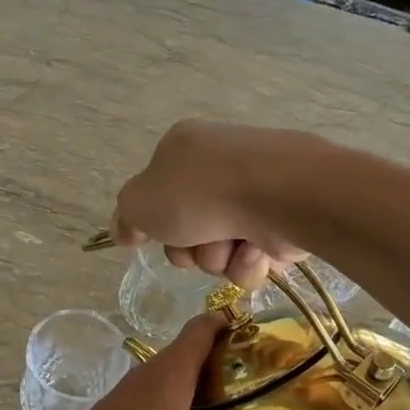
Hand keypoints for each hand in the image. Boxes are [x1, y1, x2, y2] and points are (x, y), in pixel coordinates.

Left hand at [29, 314, 332, 409]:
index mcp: (167, 373)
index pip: (206, 327)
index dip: (240, 324)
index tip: (279, 338)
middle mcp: (146, 381)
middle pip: (196, 360)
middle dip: (236, 369)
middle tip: (280, 390)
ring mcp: (128, 409)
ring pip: (179, 392)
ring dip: (212, 401)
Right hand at [110, 120, 309, 287]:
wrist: (277, 194)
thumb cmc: (199, 192)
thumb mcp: (139, 202)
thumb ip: (125, 217)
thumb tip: (125, 231)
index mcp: (183, 149)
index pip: (157, 195)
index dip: (155, 224)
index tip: (156, 237)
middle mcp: (220, 166)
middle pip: (188, 229)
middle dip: (189, 249)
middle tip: (195, 243)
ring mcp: (255, 191)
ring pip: (220, 248)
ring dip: (219, 257)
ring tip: (232, 246)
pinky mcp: (285, 217)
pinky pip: (254, 256)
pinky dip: (250, 260)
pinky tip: (256, 250)